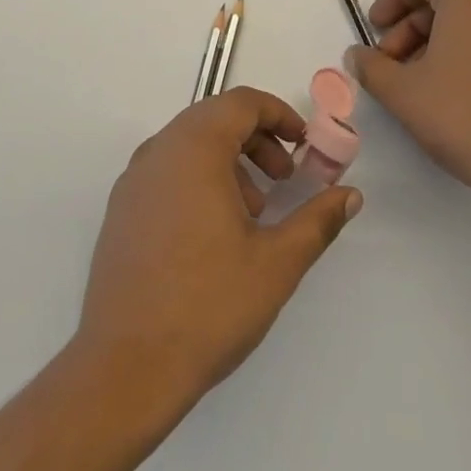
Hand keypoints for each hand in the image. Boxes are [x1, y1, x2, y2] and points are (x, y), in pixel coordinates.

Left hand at [76, 88, 361, 410]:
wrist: (125, 367)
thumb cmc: (209, 305)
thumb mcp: (277, 262)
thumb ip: (318, 220)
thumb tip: (349, 195)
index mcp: (194, 149)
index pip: (240, 102)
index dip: (278, 114)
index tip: (304, 145)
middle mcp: (158, 152)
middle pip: (213, 119)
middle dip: (257, 139)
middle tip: (285, 177)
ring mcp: (133, 181)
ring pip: (188, 145)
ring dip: (229, 160)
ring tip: (253, 212)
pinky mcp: (121, 211)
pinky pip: (167, 171)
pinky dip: (198, 179)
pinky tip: (215, 232)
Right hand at [345, 0, 470, 222]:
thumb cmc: (466, 117)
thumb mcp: (403, 93)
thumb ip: (372, 67)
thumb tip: (357, 55)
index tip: (374, 30)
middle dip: (410, 27)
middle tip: (390, 65)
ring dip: (435, 42)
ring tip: (418, 83)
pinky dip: (466, 52)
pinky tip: (453, 93)